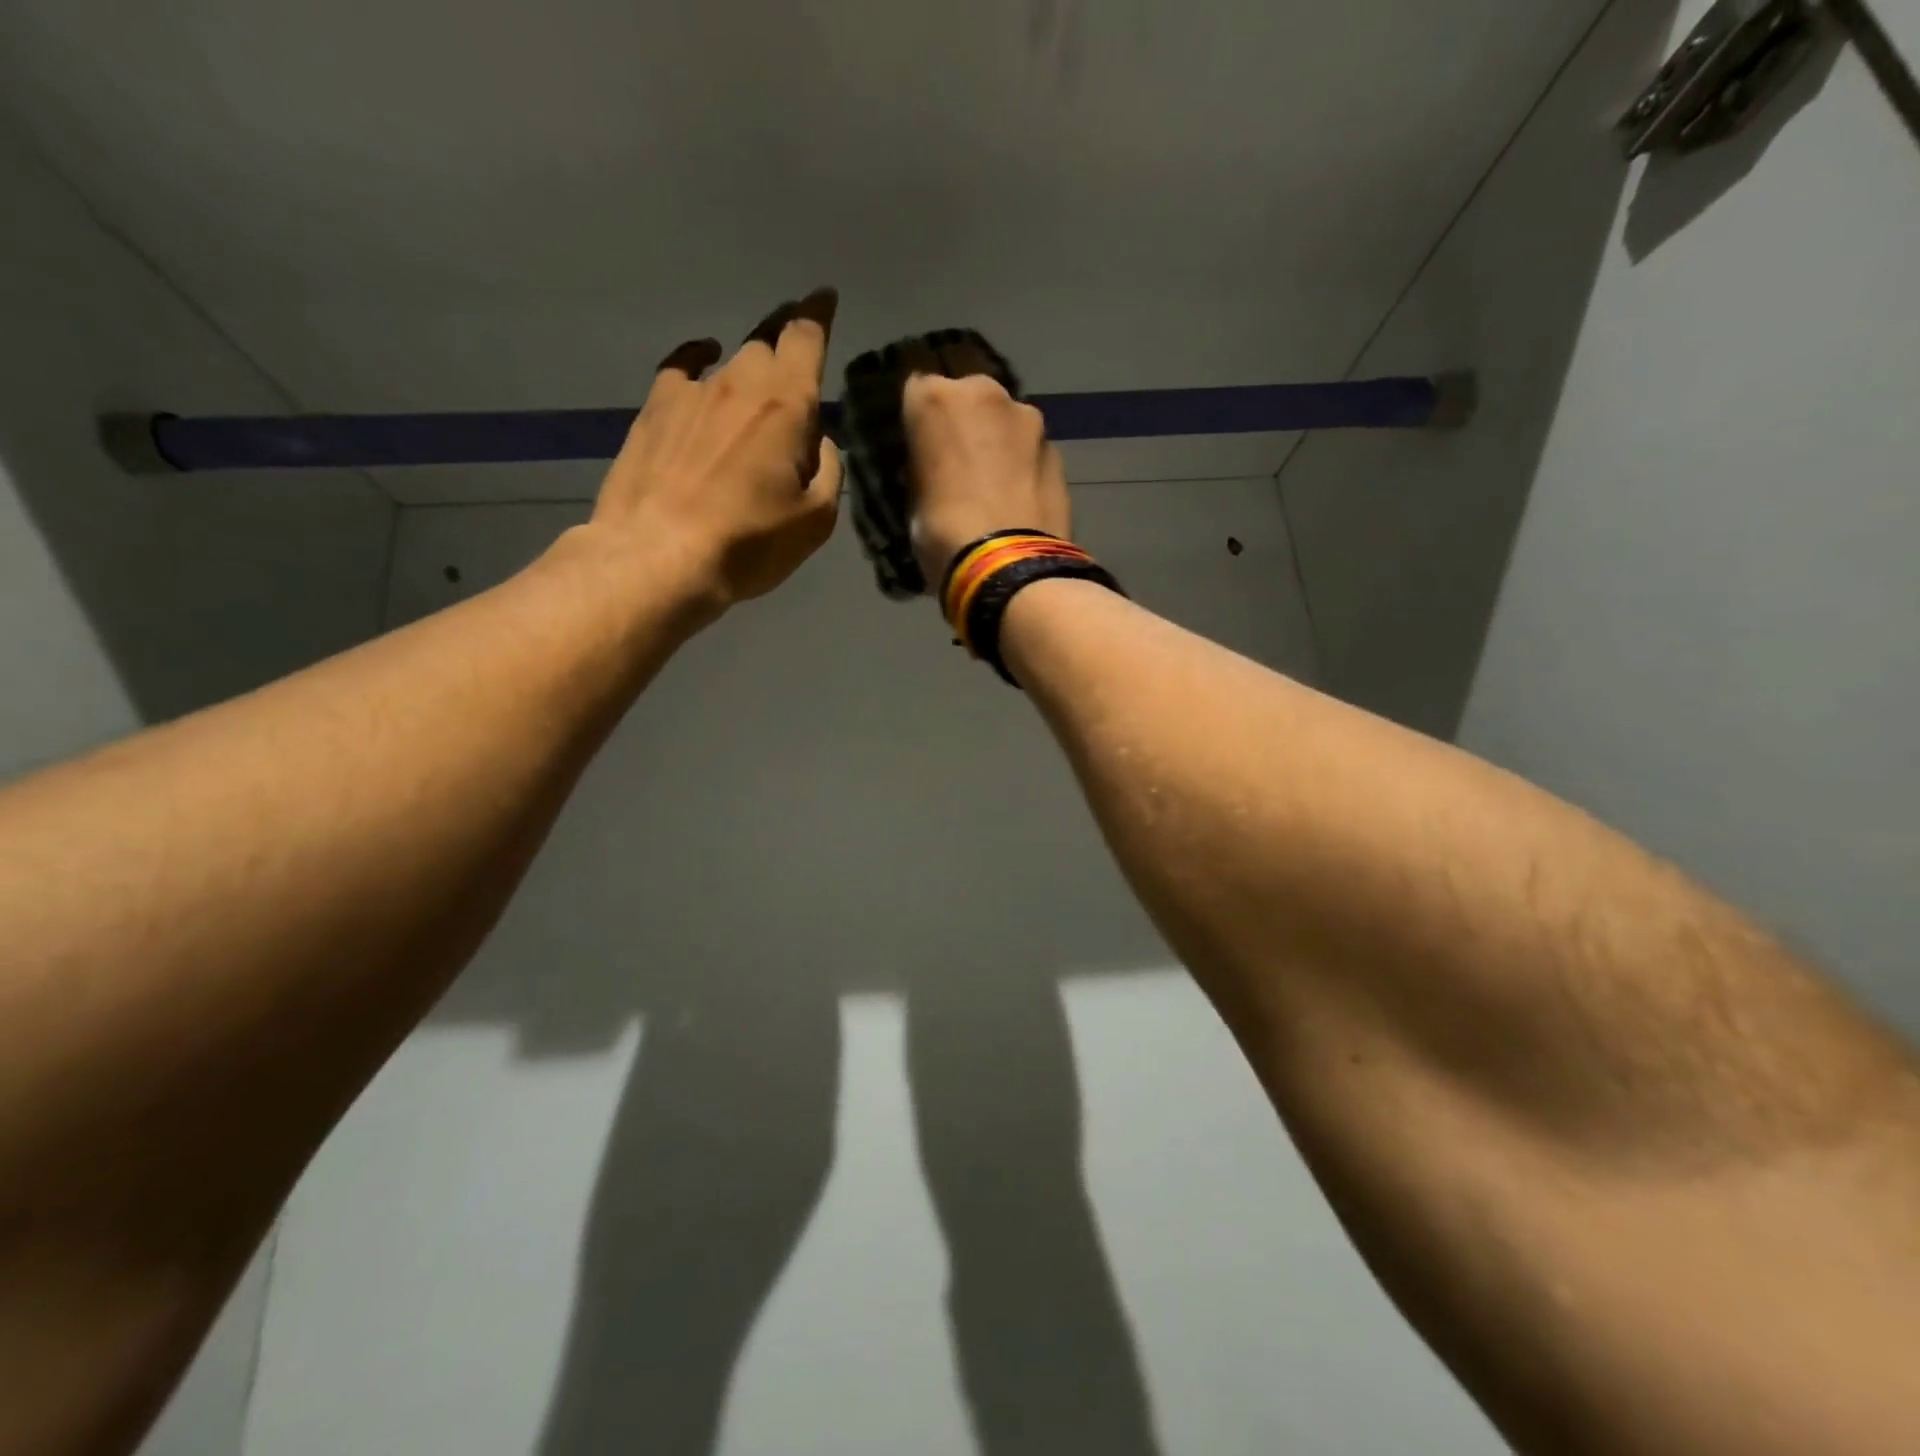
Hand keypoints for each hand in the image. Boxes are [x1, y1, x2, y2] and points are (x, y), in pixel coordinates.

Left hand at [590, 289, 842, 613]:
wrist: (659, 557)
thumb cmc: (749, 544)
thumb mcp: (814, 520)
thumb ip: (827, 470)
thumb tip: (817, 442)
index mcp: (786, 406)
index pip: (805, 338)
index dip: (817, 314)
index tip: (825, 297)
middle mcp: (738, 384)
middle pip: (766, 342)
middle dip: (785, 342)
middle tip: (796, 358)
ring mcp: (691, 393)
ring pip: (729, 360)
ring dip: (748, 366)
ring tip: (756, 383)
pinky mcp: (653, 410)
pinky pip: (681, 368)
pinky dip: (698, 361)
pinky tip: (703, 362)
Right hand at [902, 368, 1071, 590]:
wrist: (1010, 566)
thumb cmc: (944, 535)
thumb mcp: (913, 502)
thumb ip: (925, 469)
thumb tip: (935, 472)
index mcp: (935, 400)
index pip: (917, 391)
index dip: (919, 422)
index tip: (920, 448)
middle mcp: (984, 392)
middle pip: (969, 399)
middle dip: (965, 425)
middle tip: (959, 467)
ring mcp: (1028, 418)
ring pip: (1005, 423)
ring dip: (998, 444)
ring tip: (993, 487)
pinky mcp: (1058, 449)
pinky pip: (1030, 451)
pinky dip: (1023, 467)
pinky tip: (1018, 500)